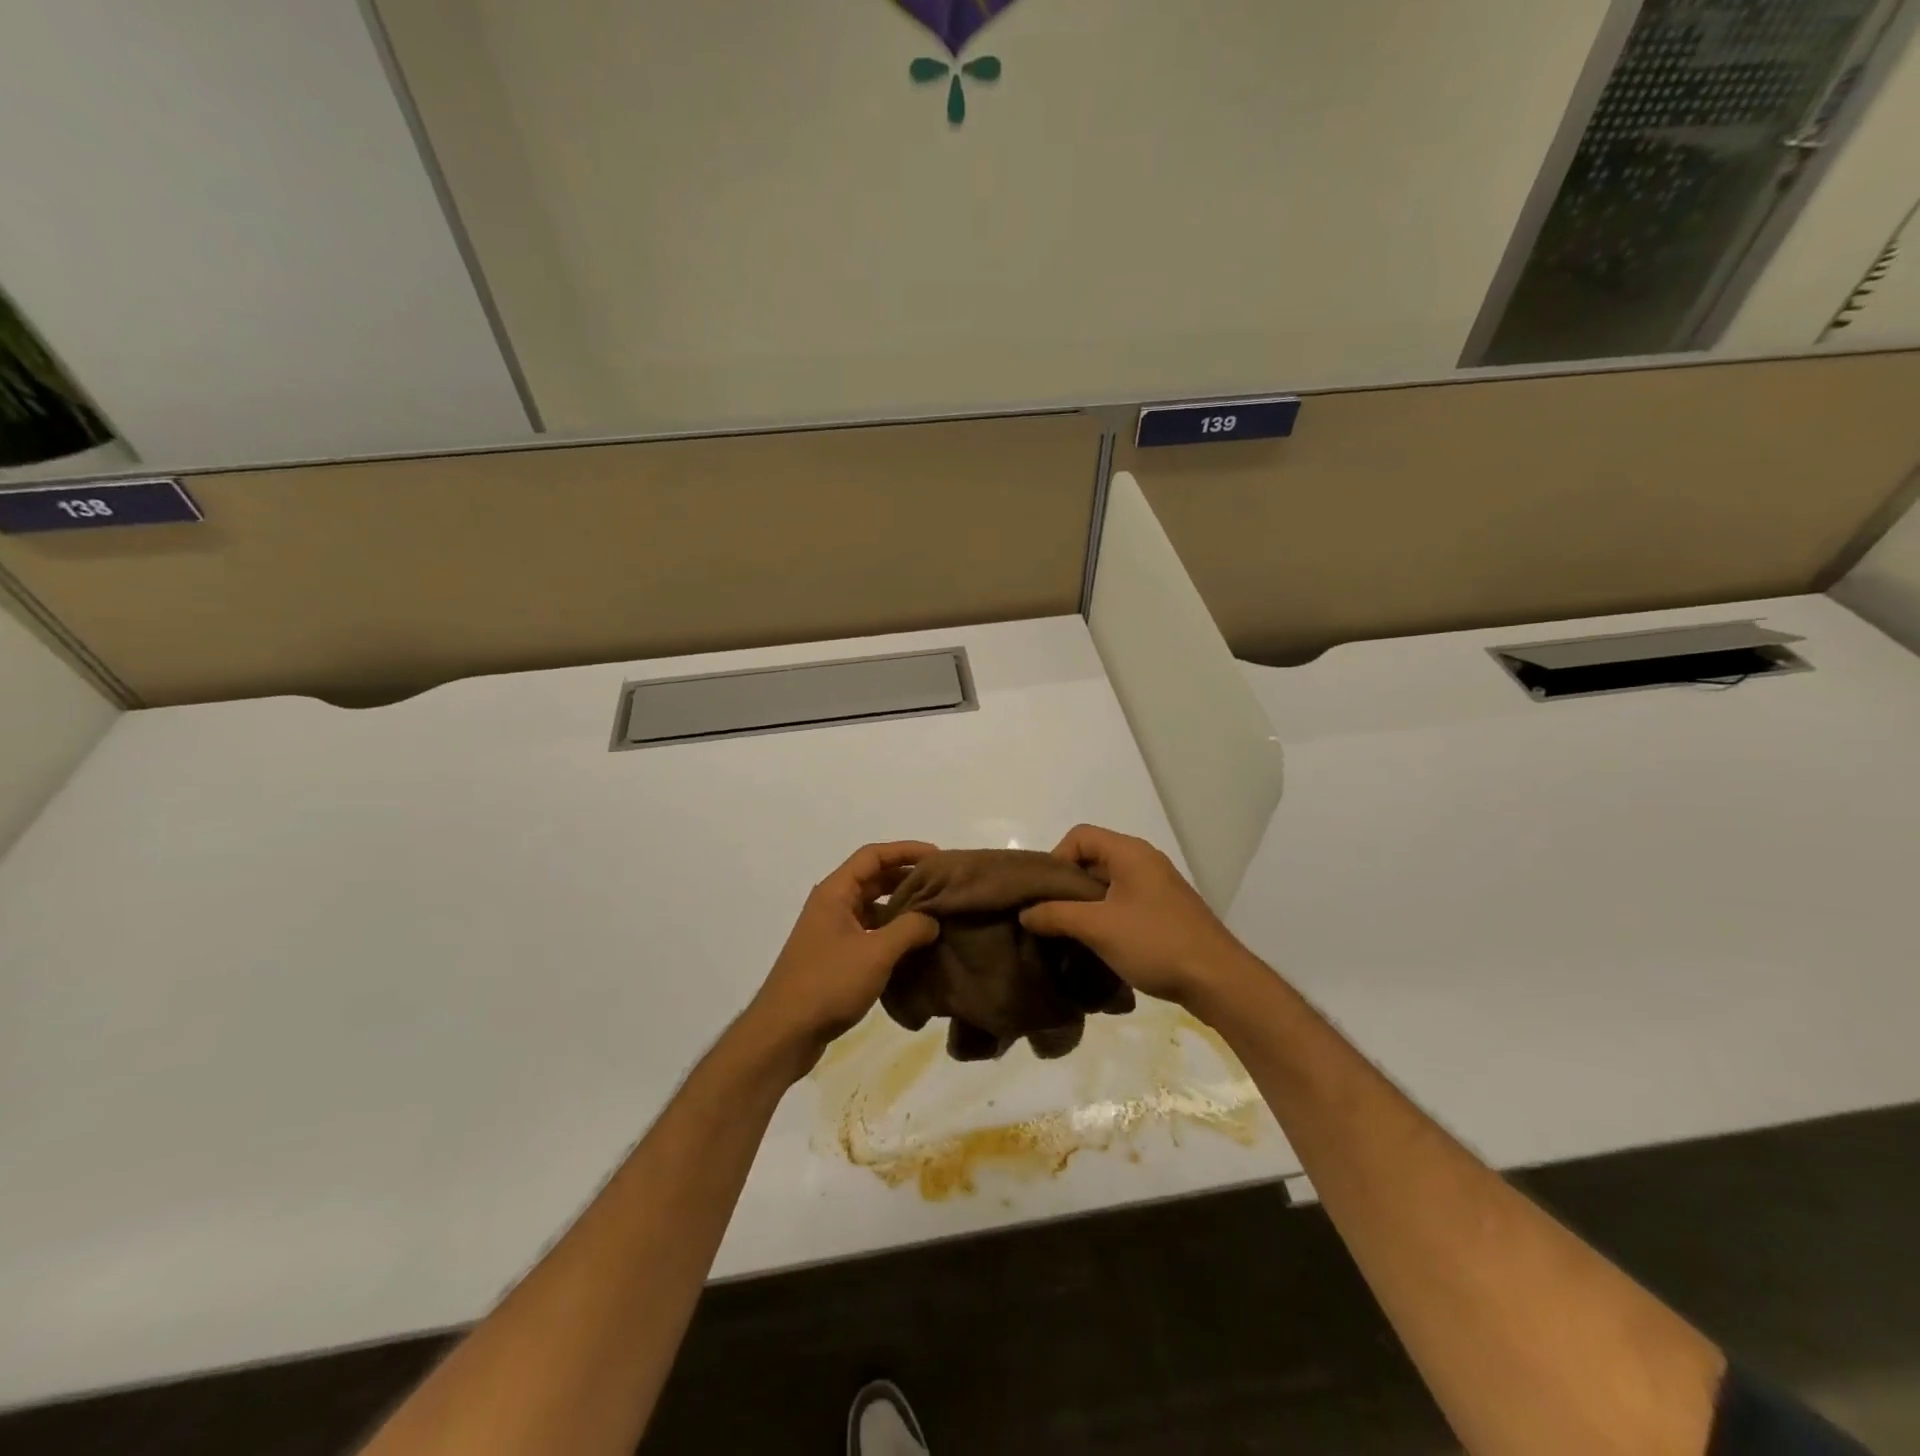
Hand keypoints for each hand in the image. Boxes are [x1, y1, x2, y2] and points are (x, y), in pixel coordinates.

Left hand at [743, 841, 939, 1074]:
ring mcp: (832, 932)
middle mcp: (832, 905)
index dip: (906, 850)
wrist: (784, 1033)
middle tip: (943, 887)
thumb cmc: (828, 983)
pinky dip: (892, 934)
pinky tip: (915, 948)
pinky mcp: (835, 957)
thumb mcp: (876, 953)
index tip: (938, 857)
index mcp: (835, 892)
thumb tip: (932, 920)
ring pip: (873, 908)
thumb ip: (909, 929)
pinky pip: (869, 933)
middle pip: (874, 879)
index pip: (873, 856)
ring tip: (936, 916)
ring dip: (902, 909)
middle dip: (908, 879)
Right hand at [1020, 825, 1256, 1013]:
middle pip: (1093, 858)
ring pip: (1108, 883)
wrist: (1218, 980)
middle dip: (1067, 885)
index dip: (1056, 858)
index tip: (1045, 894)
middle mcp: (1144, 861)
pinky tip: (1098, 943)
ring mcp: (1157, 886)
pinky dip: (1105, 915)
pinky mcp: (1165, 911)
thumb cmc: (1155, 943)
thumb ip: (1056, 915)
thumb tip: (1025, 913)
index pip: (1080, 836)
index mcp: (1130, 852)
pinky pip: (1124, 901)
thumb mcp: (1098, 927)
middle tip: (1050, 915)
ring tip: (1069, 932)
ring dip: (1085, 904)